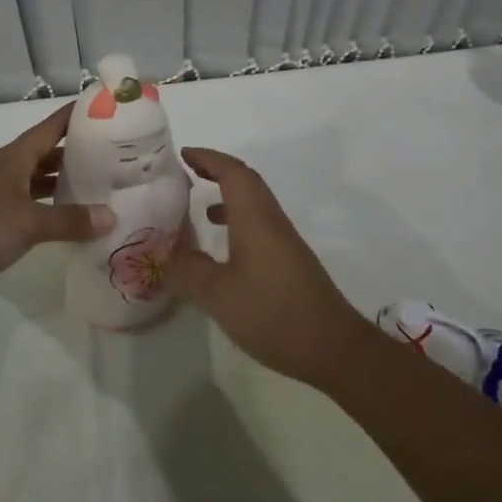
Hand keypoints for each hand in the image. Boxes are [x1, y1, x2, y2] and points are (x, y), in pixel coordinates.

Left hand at [0, 102, 114, 310]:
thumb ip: (69, 220)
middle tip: (116, 154)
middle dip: (78, 151)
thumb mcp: (28, 223)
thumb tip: (112, 216)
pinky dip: (45, 209)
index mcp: (14, 158)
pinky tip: (62, 223)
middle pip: (46, 152)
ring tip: (97, 187)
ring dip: (62, 182)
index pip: (53, 126)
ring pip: (36, 180)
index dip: (79, 115)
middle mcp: (5, 169)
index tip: (110, 108)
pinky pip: (25, 206)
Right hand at [165, 147, 374, 386]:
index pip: (232, 172)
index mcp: (254, 218)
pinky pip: (259, 224)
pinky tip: (225, 248)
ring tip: (200, 208)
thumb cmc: (272, 313)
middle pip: (246, 181)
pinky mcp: (290, 261)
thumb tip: (168, 253)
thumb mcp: (218, 295)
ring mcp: (284, 241)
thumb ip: (189, 270)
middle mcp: (271, 220)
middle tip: (188, 172)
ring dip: (228, 196)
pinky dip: (238, 221)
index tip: (183, 154)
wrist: (333, 347)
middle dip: (217, 170)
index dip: (207, 158)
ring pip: (254, 203)